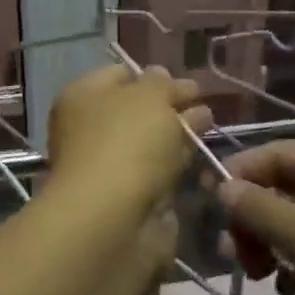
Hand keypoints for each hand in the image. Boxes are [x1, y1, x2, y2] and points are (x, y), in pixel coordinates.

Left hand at [47, 64, 211, 211]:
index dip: (153, 76)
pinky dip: (177, 165)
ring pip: (149, 143)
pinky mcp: (128, 198)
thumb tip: (164, 77)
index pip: (120, 74)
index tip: (188, 83)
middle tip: (206, 104)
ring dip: (177, 135)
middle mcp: (90, 129)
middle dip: (171, 106)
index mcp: (82, 97)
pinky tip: (202, 158)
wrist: (113, 220)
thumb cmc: (126, 144)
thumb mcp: (150, 98)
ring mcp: (108, 166)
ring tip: (212, 126)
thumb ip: (163, 84)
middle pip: (137, 110)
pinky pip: (157, 173)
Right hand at [216, 140, 294, 294]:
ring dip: (270, 243)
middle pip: (286, 187)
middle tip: (232, 252)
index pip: (278, 152)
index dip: (241, 172)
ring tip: (256, 275)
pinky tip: (288, 291)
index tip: (210, 203)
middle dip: (253, 216)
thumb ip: (258, 207)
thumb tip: (224, 185)